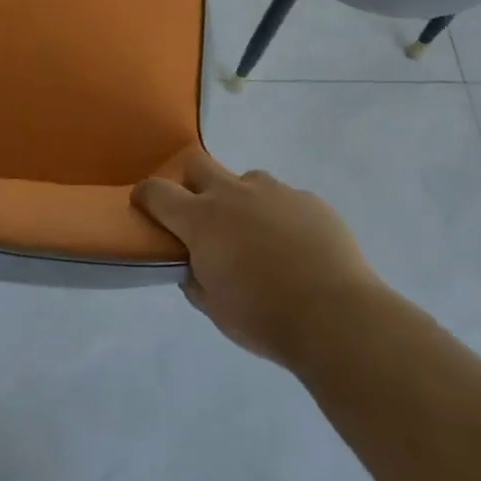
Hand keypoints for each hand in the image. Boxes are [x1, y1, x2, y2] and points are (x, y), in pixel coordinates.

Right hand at [134, 149, 380, 368]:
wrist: (336, 316)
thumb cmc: (263, 317)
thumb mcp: (214, 308)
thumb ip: (195, 278)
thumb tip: (192, 265)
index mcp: (202, 219)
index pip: (157, 191)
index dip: (145, 195)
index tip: (144, 205)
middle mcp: (233, 193)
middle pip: (198, 163)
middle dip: (191, 181)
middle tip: (201, 214)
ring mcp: (275, 191)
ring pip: (246, 180)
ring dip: (242, 201)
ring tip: (258, 237)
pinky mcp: (309, 199)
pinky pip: (285, 199)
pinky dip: (280, 217)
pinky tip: (296, 248)